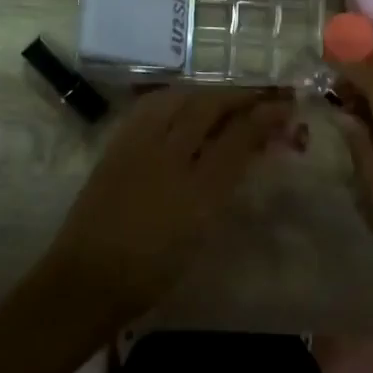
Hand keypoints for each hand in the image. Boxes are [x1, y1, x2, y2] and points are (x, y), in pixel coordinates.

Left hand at [39, 85, 290, 325]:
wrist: (88, 279)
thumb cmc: (152, 270)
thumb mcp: (201, 233)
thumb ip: (224, 188)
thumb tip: (244, 152)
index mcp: (199, 190)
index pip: (239, 137)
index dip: (265, 116)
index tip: (285, 106)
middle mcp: (170, 157)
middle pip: (209, 107)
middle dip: (238, 96)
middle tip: (257, 95)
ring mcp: (139, 147)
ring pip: (178, 99)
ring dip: (205, 92)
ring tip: (221, 96)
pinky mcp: (116, 146)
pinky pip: (150, 107)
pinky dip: (173, 97)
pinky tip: (180, 102)